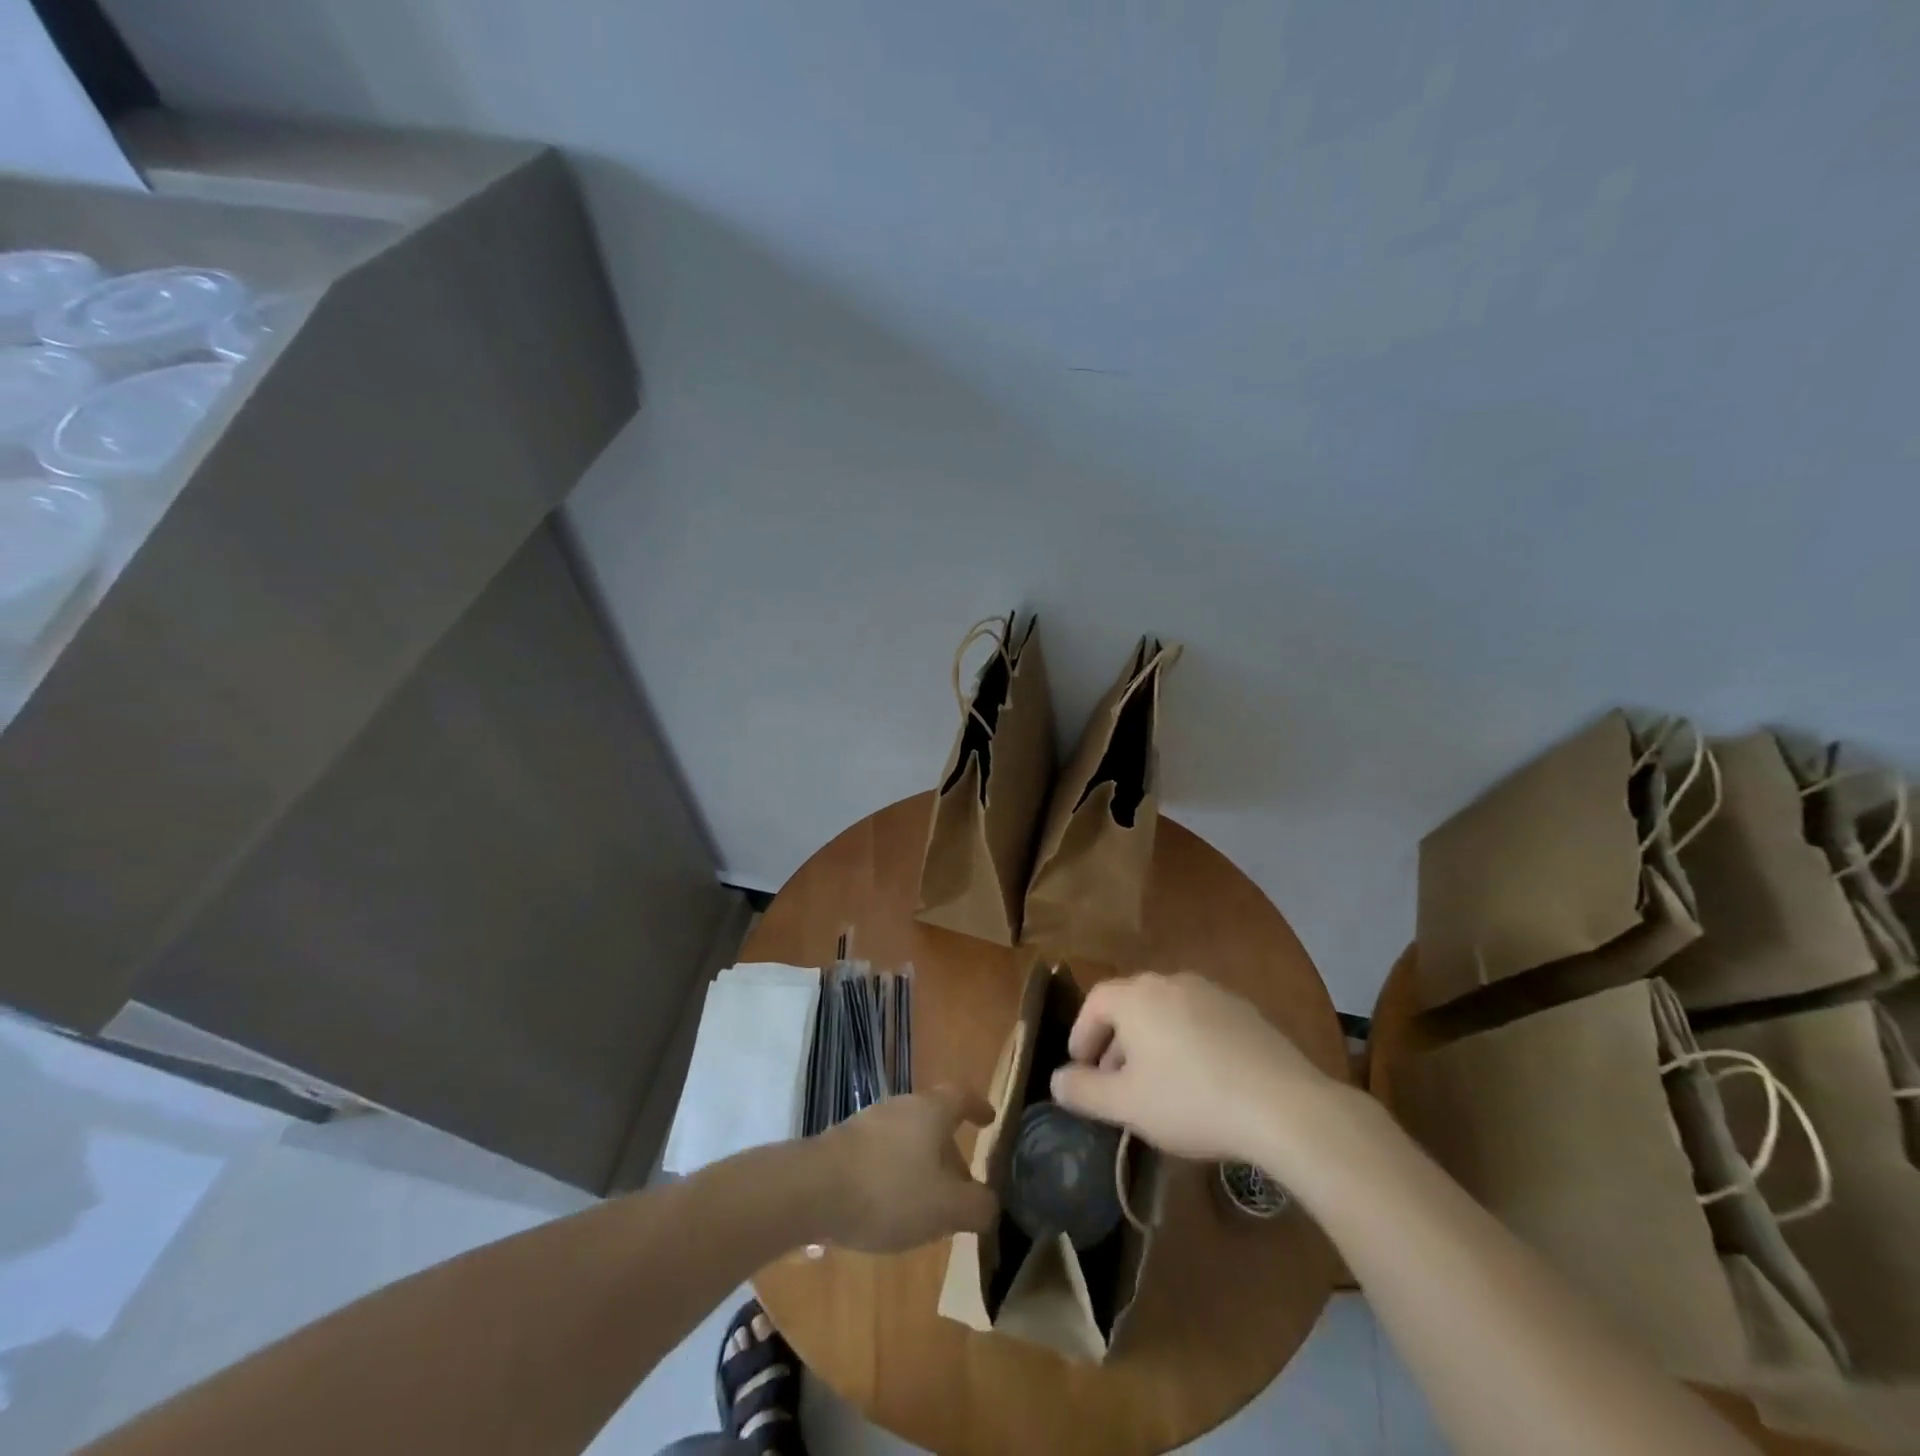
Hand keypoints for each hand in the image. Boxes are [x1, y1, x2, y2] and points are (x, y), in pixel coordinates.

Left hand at [812, 1087, 998, 1252]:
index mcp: (931, 1110)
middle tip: (962, 1186)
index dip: (978, 1107)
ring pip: (908, 1139)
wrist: (813, 1190)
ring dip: (922, 1167)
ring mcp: (869, 1122)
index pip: (962, 1097)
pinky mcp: (844, 1144)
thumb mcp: (946, 1208)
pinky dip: (895, 1174)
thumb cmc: (889, 1191)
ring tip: (928, 1206)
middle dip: (951, 1152)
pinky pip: (882, 1154)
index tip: (989, 1119)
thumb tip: (991, 1203)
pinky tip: (890, 1208)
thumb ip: (977, 1206)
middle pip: (934, 1121)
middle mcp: (902, 1106)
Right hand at [1049, 972, 1348, 1166]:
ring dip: (1151, 1042)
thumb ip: (1083, 1091)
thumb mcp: (1126, 1105)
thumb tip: (1056, 1080)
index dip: (1082, 1034)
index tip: (1080, 1068)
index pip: (1095, 1002)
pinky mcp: (1244, 1011)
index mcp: (1136, 996)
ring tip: (1155, 1084)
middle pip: (1130, 1005)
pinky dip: (1186, 1042)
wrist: (1282, 1106)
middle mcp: (1170, 982)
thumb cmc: (1191, 1101)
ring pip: (1166, 1012)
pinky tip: (1199, 1080)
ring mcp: (1211, 992)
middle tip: (1113, 1081)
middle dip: (1115, 1041)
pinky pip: (1199, 1020)